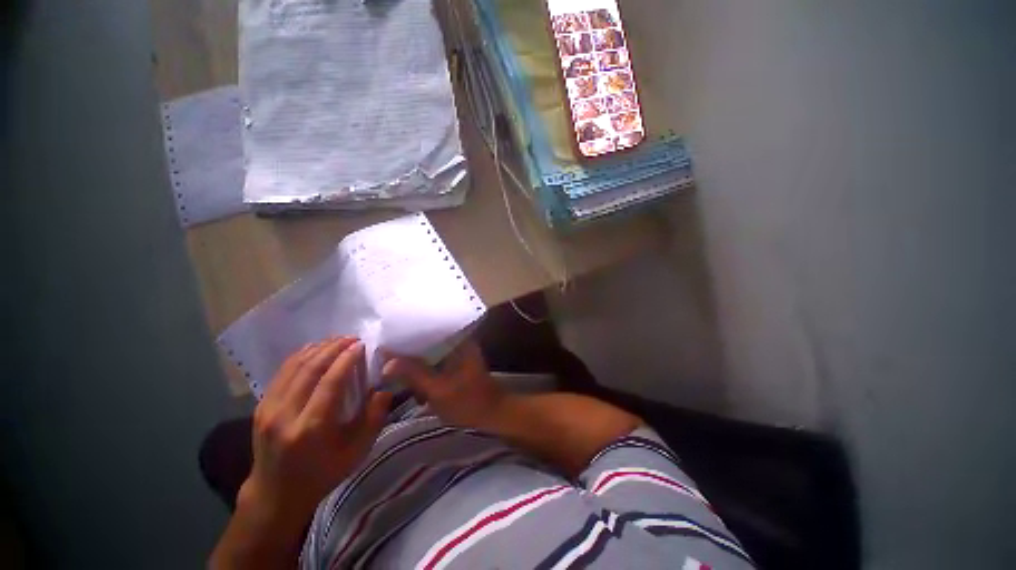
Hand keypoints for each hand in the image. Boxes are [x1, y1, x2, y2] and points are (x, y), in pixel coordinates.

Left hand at [244, 337, 390, 522]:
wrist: (276, 494)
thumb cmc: (323, 474)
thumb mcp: (356, 452)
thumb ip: (374, 419)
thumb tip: (383, 390)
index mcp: (311, 428)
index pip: (330, 382)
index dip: (347, 359)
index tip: (361, 344)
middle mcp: (285, 415)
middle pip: (310, 369)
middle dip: (333, 348)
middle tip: (352, 337)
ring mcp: (268, 410)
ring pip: (293, 367)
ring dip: (317, 348)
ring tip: (336, 340)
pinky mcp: (261, 407)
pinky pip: (282, 373)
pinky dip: (300, 357)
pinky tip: (314, 350)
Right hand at [382, 341, 504, 429]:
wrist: (493, 415)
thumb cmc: (468, 402)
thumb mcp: (438, 390)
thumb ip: (414, 373)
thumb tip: (386, 361)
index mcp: (458, 340)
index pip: (427, 328)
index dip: (406, 333)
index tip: (384, 339)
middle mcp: (458, 341)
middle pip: (426, 340)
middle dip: (406, 350)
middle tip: (383, 356)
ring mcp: (457, 353)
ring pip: (428, 352)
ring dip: (413, 361)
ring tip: (391, 366)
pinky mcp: (455, 364)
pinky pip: (433, 361)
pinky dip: (422, 369)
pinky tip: (408, 379)